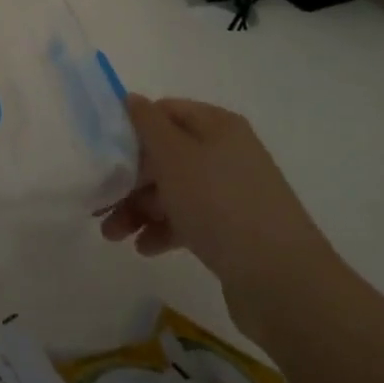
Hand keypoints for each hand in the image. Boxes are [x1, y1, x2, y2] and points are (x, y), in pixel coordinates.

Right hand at [100, 94, 338, 335]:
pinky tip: (144, 249)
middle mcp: (226, 153)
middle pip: (166, 155)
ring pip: (174, 190)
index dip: (132, 128)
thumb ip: (147, 124)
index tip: (103, 153)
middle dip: (129, 178)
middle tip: (99, 202)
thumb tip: (131, 98)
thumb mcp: (174, 156)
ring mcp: (232, 193)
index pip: (165, 111)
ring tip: (113, 235)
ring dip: (140, 208)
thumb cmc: (221, 205)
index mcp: (217, 126)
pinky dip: (164, 230)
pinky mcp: (233, 231)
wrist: (283, 283)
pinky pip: (189, 220)